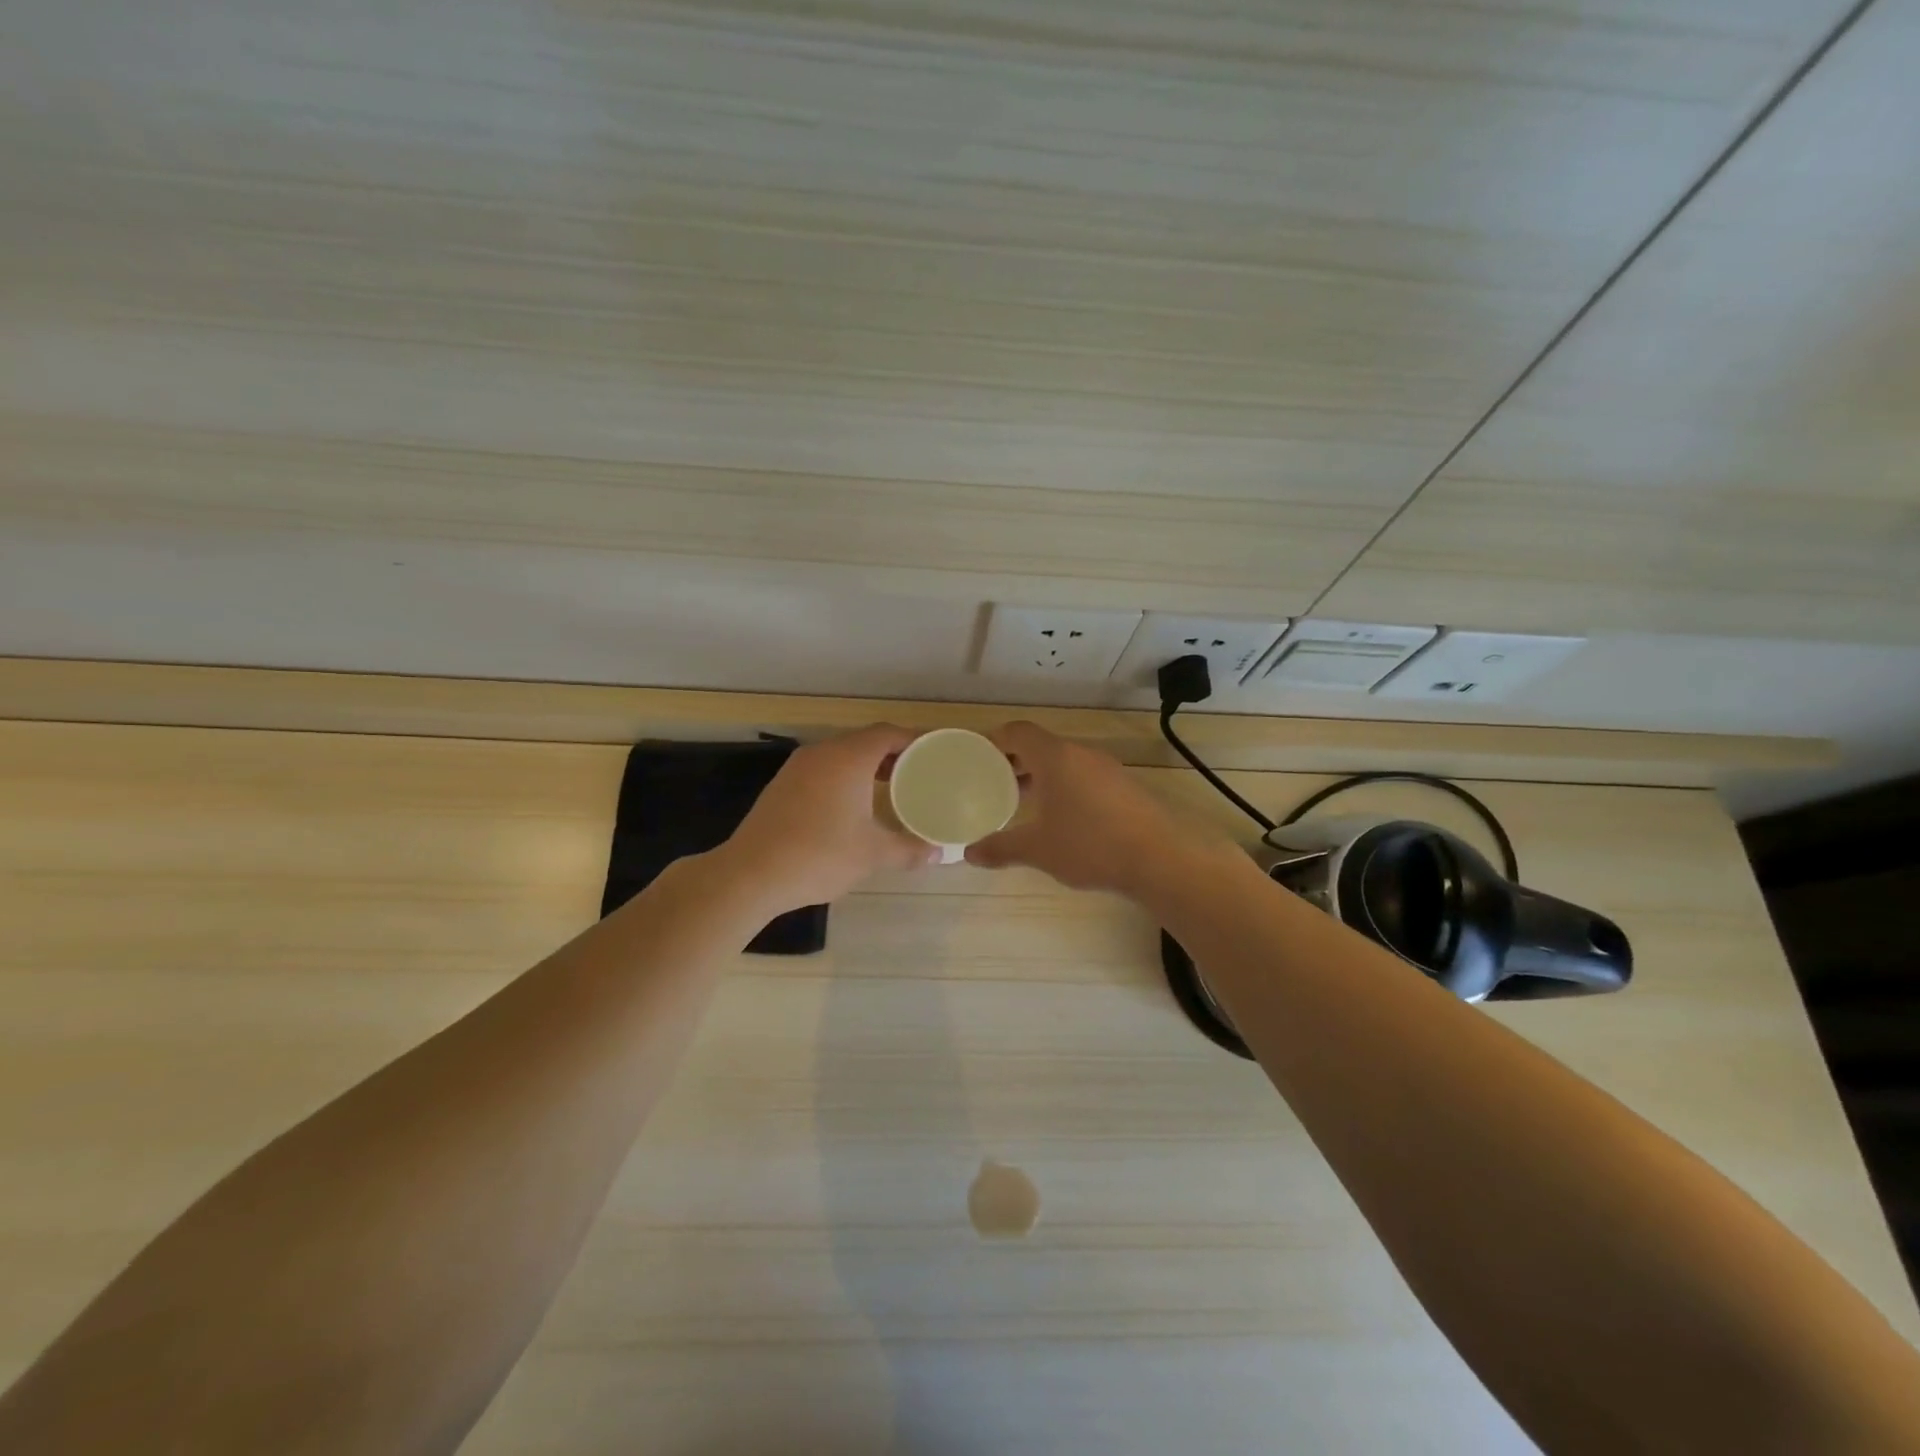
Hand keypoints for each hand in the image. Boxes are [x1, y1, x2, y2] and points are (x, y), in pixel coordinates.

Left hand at [722, 725, 939, 912]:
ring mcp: (798, 767)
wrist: (750, 874)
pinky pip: (824, 769)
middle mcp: (823, 753)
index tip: (935, 754)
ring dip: (867, 766)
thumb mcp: (872, 855)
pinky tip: (853, 804)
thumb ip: (909, 849)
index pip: (889, 734)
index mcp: (849, 758)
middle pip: (865, 741)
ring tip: (891, 788)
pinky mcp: (783, 785)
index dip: (915, 740)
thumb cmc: (819, 855)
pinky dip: (845, 777)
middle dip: (894, 754)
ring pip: (842, 755)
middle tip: (919, 773)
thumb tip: (939, 854)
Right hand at [965, 721, 1219, 895]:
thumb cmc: (1089, 846)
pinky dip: (1064, 785)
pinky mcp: (1124, 786)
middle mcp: (1081, 754)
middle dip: (1015, 760)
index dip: (995, 739)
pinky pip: (1084, 775)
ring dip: (1041, 774)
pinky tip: (1061, 815)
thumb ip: (1001, 848)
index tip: (978, 755)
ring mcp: (1107, 768)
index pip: (1019, 732)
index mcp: (1055, 757)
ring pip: (1064, 761)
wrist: (1158, 859)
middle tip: (994, 780)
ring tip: (1023, 800)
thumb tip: (970, 854)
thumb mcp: (1038, 850)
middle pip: (1041, 744)